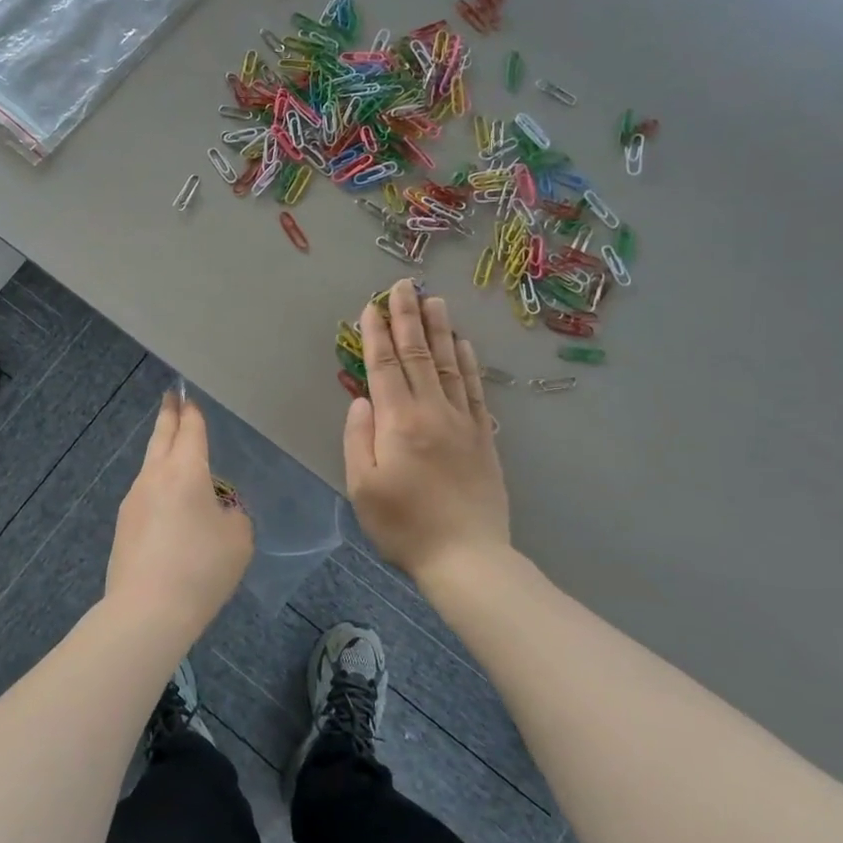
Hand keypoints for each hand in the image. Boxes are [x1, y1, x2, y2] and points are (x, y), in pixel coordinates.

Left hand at [105, 392, 253, 631]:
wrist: (147, 611)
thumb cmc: (201, 568)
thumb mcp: (238, 540)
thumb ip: (234, 517)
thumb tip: (218, 513)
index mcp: (185, 471)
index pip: (190, 431)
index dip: (192, 412)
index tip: (187, 396)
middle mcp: (154, 477)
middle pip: (161, 438)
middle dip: (168, 416)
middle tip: (170, 398)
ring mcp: (133, 501)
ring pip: (150, 467)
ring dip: (162, 455)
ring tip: (175, 454)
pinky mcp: (123, 527)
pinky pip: (145, 496)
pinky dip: (158, 489)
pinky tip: (168, 507)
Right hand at [344, 279, 510, 582]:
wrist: (467, 557)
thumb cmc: (404, 527)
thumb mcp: (363, 488)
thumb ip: (358, 438)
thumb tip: (362, 399)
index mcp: (398, 422)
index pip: (383, 366)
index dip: (375, 334)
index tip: (371, 306)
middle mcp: (432, 411)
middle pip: (418, 355)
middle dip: (407, 317)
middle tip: (403, 285)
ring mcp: (463, 422)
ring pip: (450, 364)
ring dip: (439, 330)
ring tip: (434, 300)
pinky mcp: (484, 437)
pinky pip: (476, 389)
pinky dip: (469, 362)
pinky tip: (464, 344)